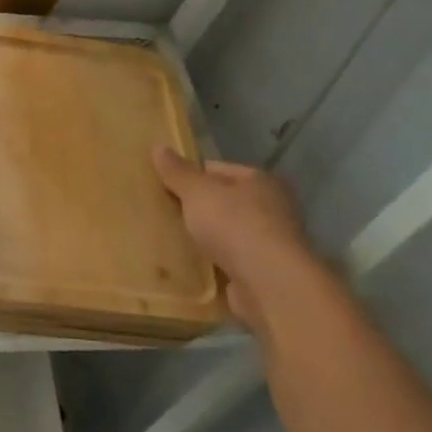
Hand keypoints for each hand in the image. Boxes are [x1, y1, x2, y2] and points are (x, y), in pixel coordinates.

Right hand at [152, 148, 325, 330]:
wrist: (269, 284)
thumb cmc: (235, 225)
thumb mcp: (198, 192)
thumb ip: (178, 172)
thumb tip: (158, 148)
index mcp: (261, 181)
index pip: (218, 170)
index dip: (190, 175)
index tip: (162, 186)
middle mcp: (272, 209)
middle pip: (224, 202)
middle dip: (196, 208)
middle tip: (162, 213)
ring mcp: (270, 244)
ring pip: (226, 234)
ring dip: (204, 238)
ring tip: (170, 240)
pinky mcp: (264, 274)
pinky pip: (229, 262)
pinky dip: (212, 264)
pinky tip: (189, 266)